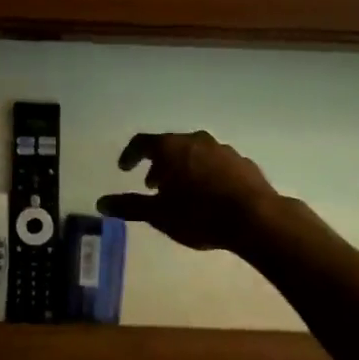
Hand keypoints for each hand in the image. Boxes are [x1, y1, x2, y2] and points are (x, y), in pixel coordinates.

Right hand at [96, 131, 282, 251]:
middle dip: (158, 164)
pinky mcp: (243, 163)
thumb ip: (129, 206)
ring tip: (181, 192)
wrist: (257, 219)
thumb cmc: (199, 214)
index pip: (142, 143)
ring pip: (194, 153)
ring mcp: (222, 149)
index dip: (130, 155)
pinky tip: (209, 195)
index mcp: (172, 148)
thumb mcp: (159, 214)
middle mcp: (196, 140)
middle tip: (153, 185)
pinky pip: (216, 163)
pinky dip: (205, 173)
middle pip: (170, 146)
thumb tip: (101, 203)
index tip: (124, 169)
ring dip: (183, 168)